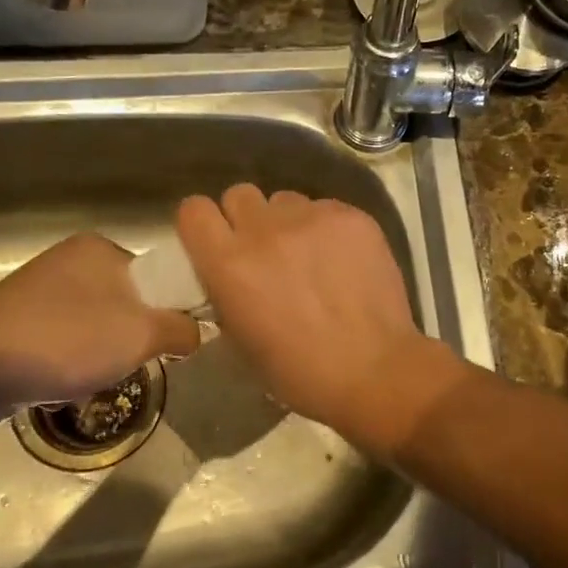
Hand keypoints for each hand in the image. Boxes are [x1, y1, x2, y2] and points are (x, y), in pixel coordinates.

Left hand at [0, 233, 199, 406]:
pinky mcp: (14, 318)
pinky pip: (64, 336)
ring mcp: (38, 288)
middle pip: (127, 301)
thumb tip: (196, 332)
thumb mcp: (143, 335)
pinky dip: (72, 357)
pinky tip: (64, 379)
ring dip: (103, 350)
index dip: (169, 310)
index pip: (157, 275)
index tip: (168, 342)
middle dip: (133, 335)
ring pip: (96, 322)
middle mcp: (69, 259)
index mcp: (100, 247)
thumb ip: (182, 329)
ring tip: (95, 375)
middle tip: (132, 362)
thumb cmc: (67, 341)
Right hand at [176, 185, 459, 452]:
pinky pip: (326, 208)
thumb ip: (226, 292)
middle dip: (246, 219)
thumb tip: (230, 274)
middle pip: (240, 195)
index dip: (203, 225)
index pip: (194, 210)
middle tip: (266, 249)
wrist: (373, 370)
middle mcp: (265, 230)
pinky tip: (343, 259)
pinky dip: (327, 228)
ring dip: (289, 222)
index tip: (216, 242)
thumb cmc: (300, 372)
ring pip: (286, 200)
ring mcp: (312, 218)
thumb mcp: (241, 340)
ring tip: (310, 256)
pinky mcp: (351, 217)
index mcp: (229, 264)